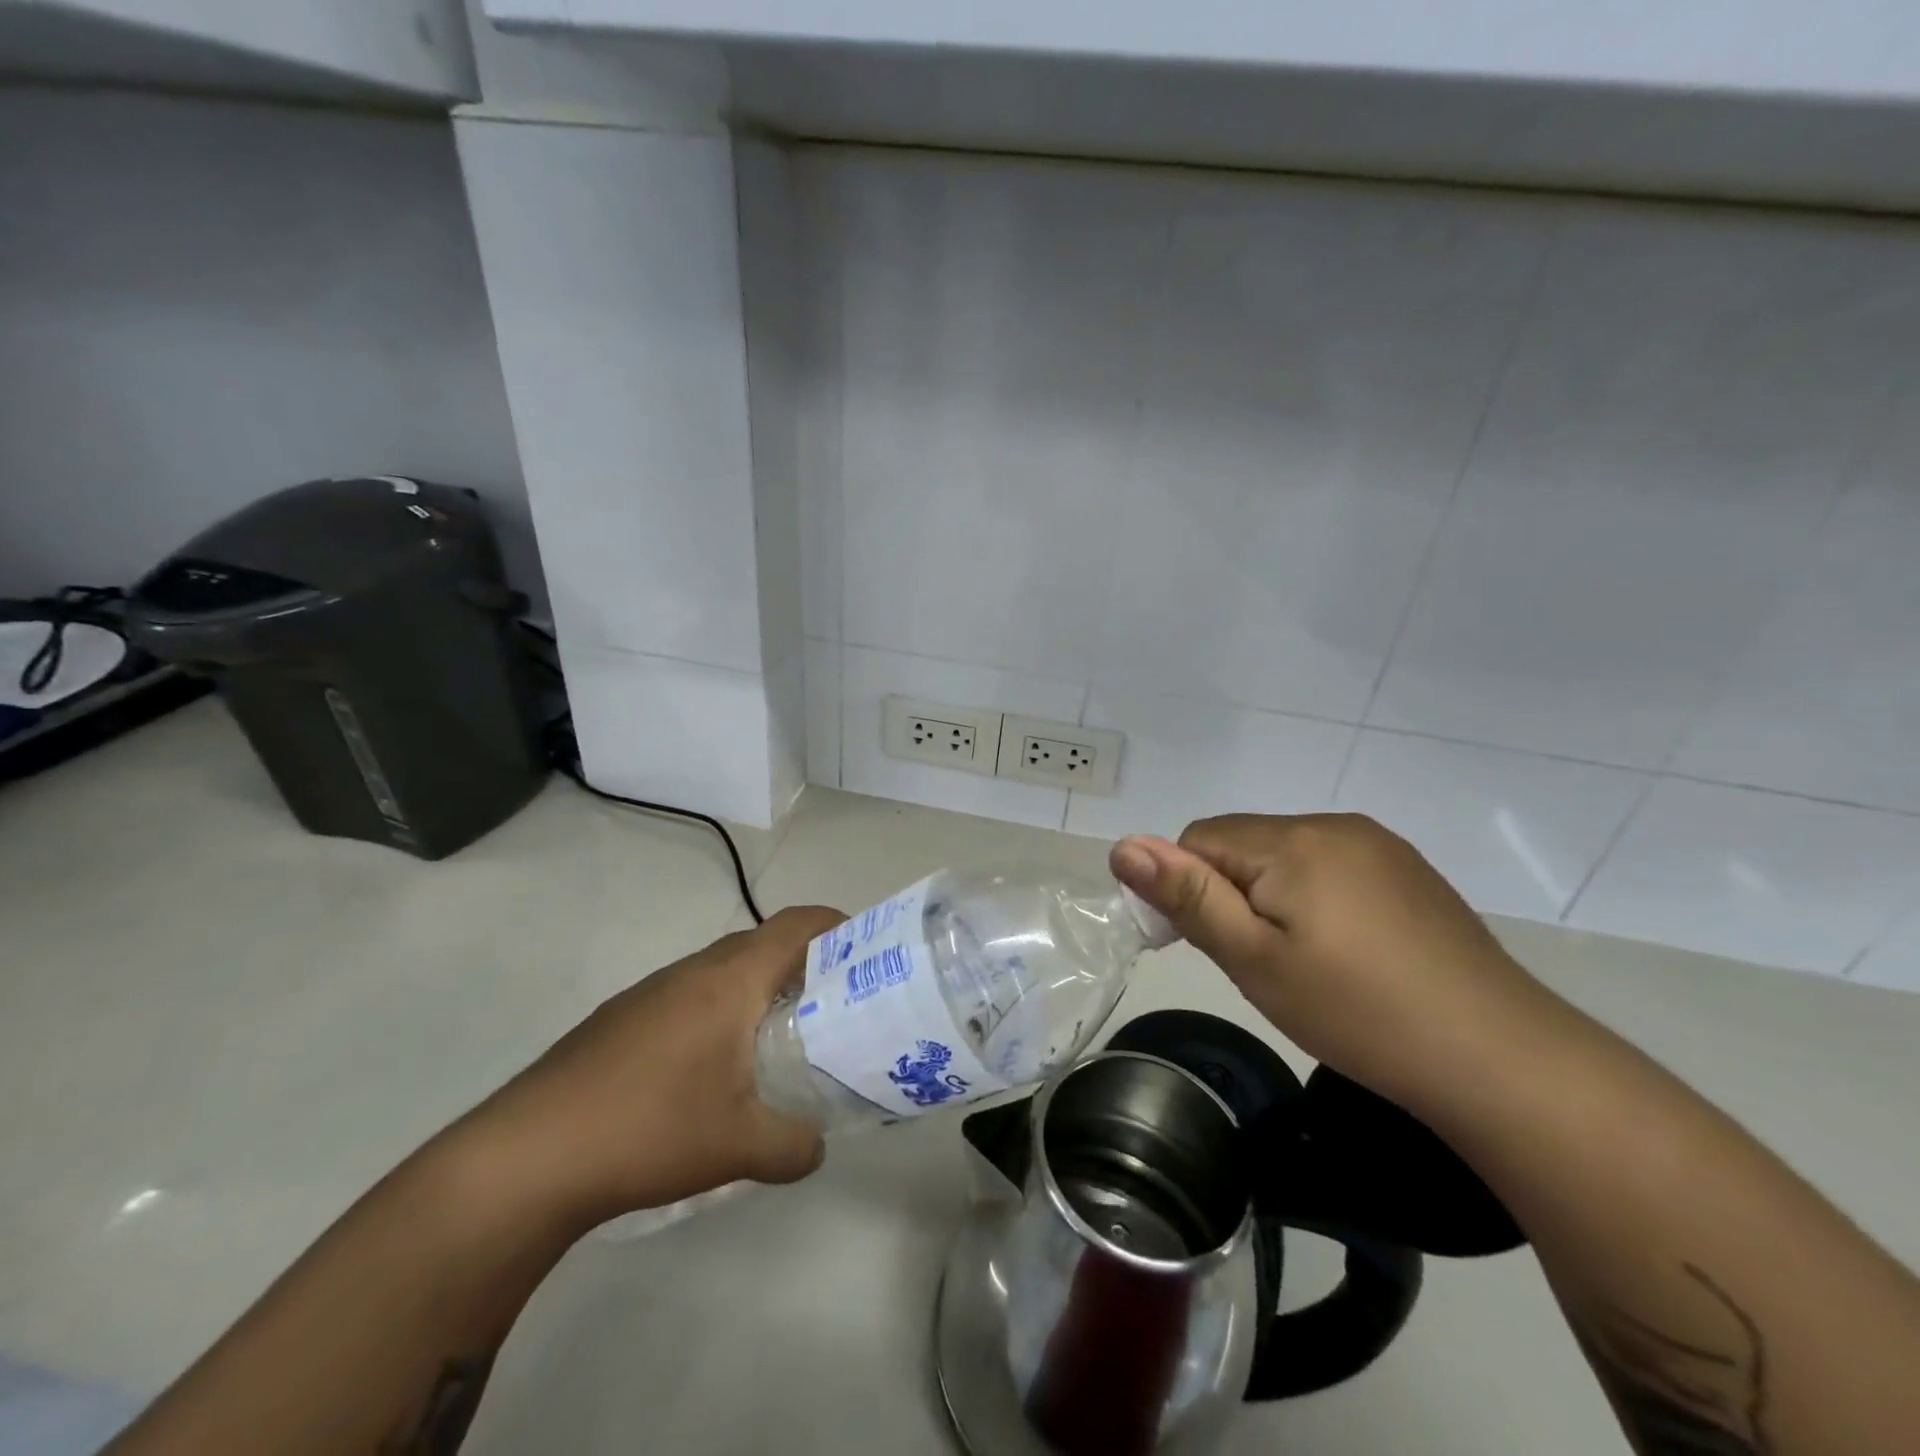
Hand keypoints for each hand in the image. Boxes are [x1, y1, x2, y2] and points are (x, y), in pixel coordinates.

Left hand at [456, 905, 845, 1229]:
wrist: (526, 1156)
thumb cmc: (649, 1129)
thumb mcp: (739, 1146)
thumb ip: (795, 1144)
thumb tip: (816, 1146)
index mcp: (730, 980)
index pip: (797, 925)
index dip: (837, 926)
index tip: (867, 949)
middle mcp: (692, 971)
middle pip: (762, 943)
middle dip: (803, 963)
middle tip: (832, 1003)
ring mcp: (650, 991)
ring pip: (722, 970)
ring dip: (756, 988)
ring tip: (777, 1036)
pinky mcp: (620, 1018)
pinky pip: (688, 995)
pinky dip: (717, 1010)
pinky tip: (710, 1068)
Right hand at [1111, 814, 1558, 1111]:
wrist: (1500, 1059)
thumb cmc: (1358, 1011)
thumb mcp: (1255, 960)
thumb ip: (1187, 897)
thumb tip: (1123, 846)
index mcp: (1292, 840)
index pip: (1199, 840)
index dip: (1188, 891)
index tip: (1211, 948)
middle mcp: (1334, 825)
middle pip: (1242, 844)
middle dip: (1231, 894)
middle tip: (1262, 964)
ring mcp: (1378, 845)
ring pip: (1285, 856)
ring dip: (1271, 896)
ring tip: (1305, 963)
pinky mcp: (1408, 871)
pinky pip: (1330, 866)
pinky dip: (1315, 898)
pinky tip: (1347, 952)